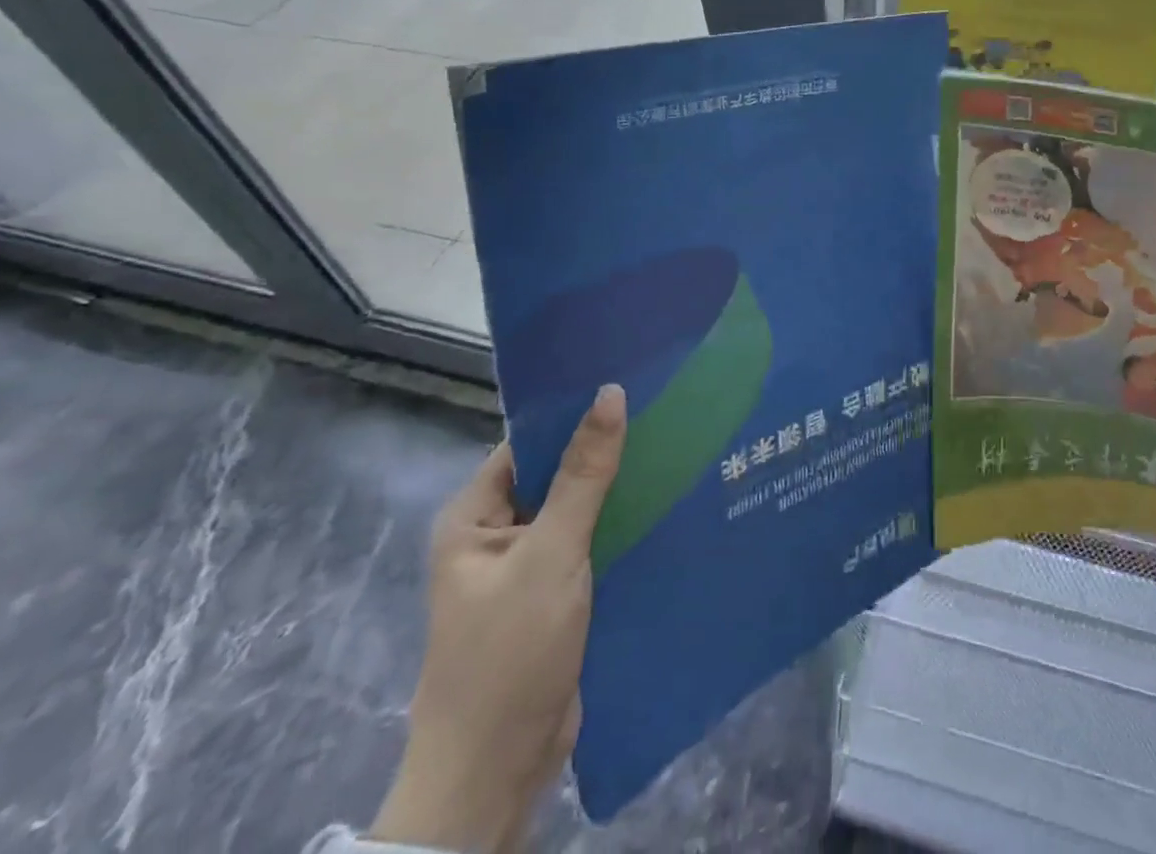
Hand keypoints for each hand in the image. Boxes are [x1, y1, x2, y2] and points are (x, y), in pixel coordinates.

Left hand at [371, 384, 627, 853]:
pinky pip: (592, 543)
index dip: (576, 411)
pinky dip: (623, 525)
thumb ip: (584, 474)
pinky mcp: (557, 595)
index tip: (632, 382)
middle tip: (669, 408)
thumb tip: (610, 393)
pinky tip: (669, 504)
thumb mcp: (550, 553)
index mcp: (475, 516)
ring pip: (581, 509)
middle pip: (559, 473)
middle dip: (607, 448)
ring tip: (680, 445)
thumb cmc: (510, 653)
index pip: (530, 441)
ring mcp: (529, 567)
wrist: (496, 773)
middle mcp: (498, 534)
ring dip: (620, 488)